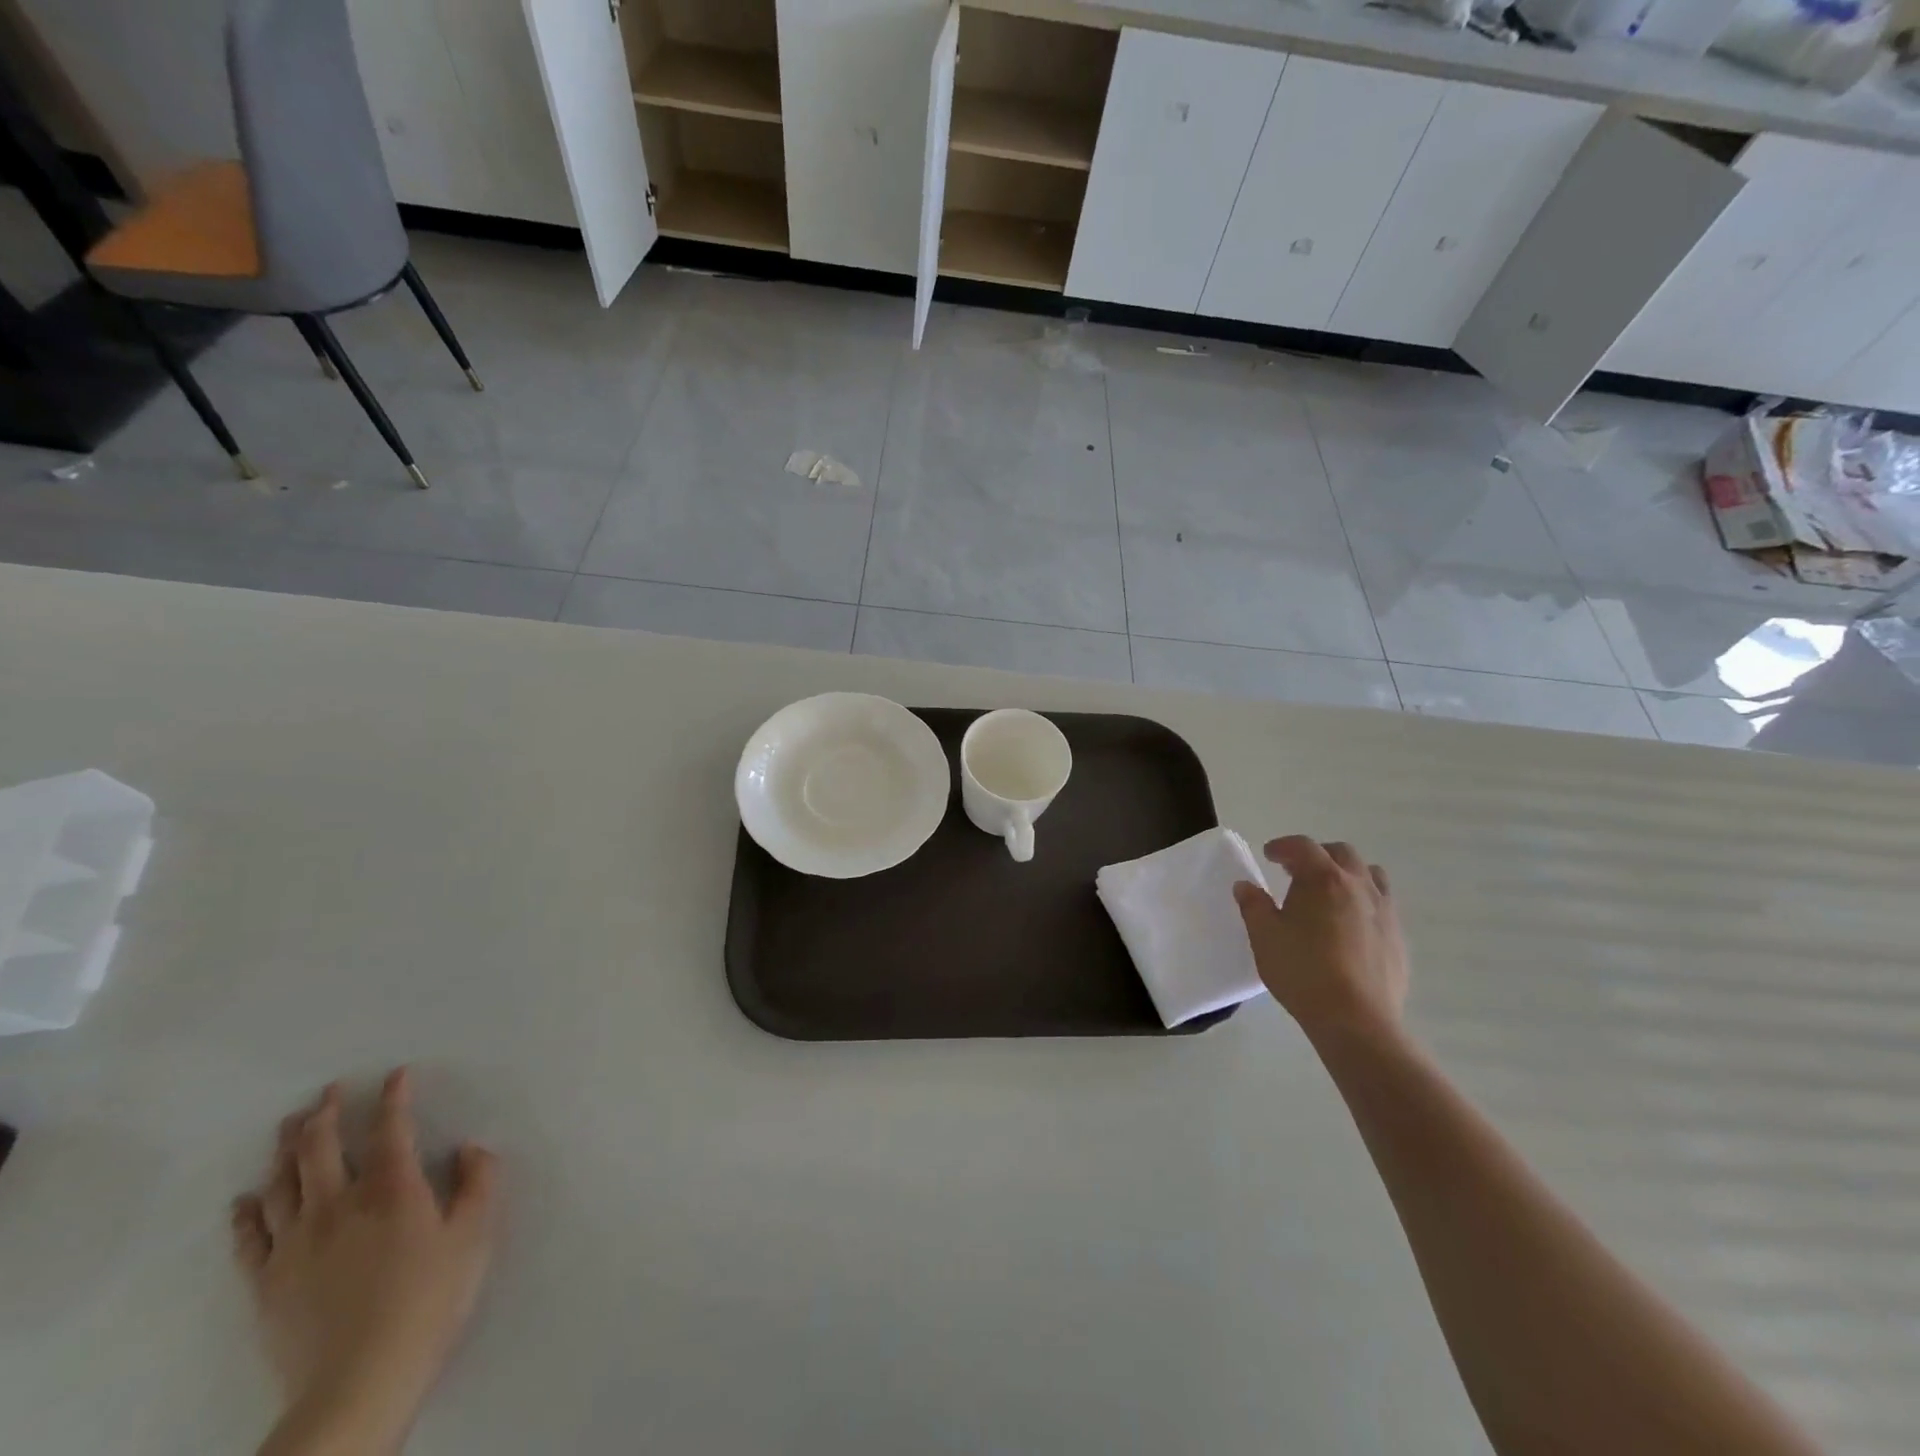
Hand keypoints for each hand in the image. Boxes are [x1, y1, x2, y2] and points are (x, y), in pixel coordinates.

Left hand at [231, 1070, 499, 1454]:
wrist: (359, 1381)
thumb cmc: (428, 1299)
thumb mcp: (475, 1236)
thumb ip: (479, 1183)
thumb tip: (470, 1148)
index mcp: (392, 1189)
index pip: (391, 1129)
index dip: (393, 1097)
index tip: (396, 1074)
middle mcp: (338, 1204)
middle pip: (320, 1148)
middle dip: (323, 1114)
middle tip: (327, 1092)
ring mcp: (295, 1243)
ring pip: (282, 1183)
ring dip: (285, 1150)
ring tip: (288, 1126)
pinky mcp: (267, 1281)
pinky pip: (249, 1238)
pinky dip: (246, 1212)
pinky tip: (245, 1198)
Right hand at [1233, 836, 1408, 1045]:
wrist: (1356, 1019)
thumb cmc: (1302, 971)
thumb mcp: (1264, 936)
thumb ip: (1253, 905)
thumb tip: (1246, 886)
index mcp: (1323, 879)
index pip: (1303, 847)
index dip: (1283, 846)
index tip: (1269, 855)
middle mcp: (1358, 885)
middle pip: (1341, 853)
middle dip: (1317, 855)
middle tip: (1296, 872)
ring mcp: (1384, 911)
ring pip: (1370, 874)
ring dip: (1348, 874)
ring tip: (1330, 892)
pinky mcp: (1398, 937)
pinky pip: (1383, 904)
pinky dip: (1364, 901)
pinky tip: (1350, 925)